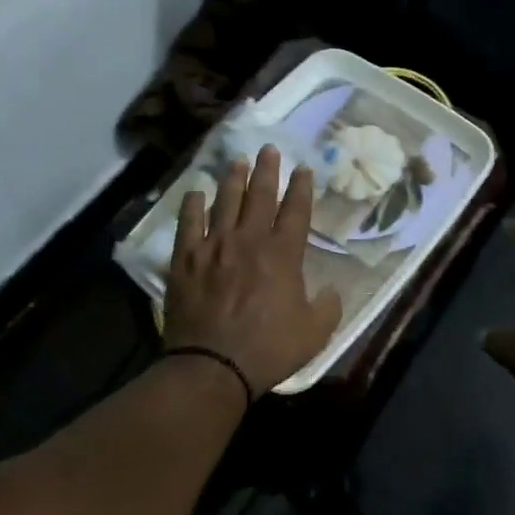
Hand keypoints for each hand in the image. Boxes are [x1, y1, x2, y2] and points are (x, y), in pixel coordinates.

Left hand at [165, 145, 343, 395]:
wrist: (213, 365)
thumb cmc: (268, 349)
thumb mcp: (314, 333)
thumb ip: (328, 306)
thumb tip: (330, 291)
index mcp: (283, 254)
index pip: (296, 210)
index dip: (302, 187)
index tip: (304, 169)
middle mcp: (248, 240)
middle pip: (260, 195)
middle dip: (267, 170)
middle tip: (269, 149)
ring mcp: (213, 246)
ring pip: (225, 201)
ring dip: (233, 179)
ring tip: (237, 161)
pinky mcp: (185, 259)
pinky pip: (188, 223)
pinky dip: (193, 205)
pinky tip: (196, 193)